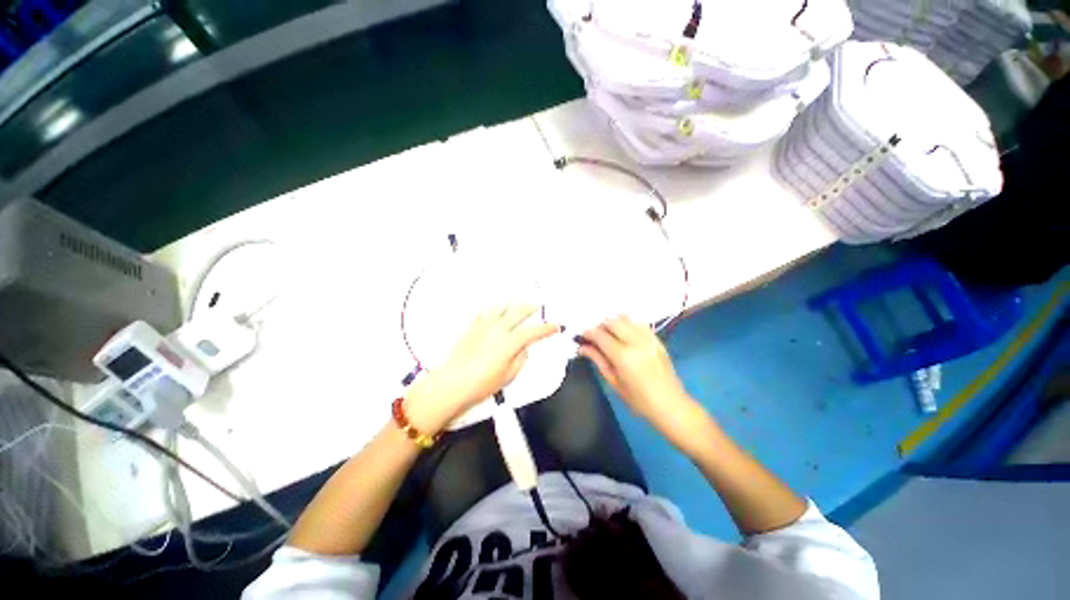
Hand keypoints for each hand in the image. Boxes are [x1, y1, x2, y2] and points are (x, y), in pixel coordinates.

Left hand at [405, 306, 561, 432]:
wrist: (452, 383)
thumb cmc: (483, 383)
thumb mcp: (509, 375)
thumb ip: (521, 358)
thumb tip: (525, 348)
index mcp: (510, 341)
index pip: (533, 331)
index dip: (546, 328)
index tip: (556, 326)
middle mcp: (498, 328)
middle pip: (518, 312)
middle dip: (530, 308)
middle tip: (538, 306)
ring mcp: (483, 326)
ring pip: (500, 307)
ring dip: (511, 304)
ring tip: (517, 302)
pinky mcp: (471, 328)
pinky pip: (482, 313)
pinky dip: (490, 309)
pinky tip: (492, 309)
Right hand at [578, 316, 695, 429]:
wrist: (671, 405)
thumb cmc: (639, 400)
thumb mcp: (614, 382)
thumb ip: (598, 360)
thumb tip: (582, 347)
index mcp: (623, 356)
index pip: (600, 335)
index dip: (588, 333)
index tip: (582, 336)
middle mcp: (636, 342)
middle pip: (612, 322)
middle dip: (600, 325)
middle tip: (594, 335)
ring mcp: (648, 338)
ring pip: (626, 319)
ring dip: (613, 322)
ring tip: (608, 332)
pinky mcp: (657, 339)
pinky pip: (639, 323)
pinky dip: (628, 323)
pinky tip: (624, 332)